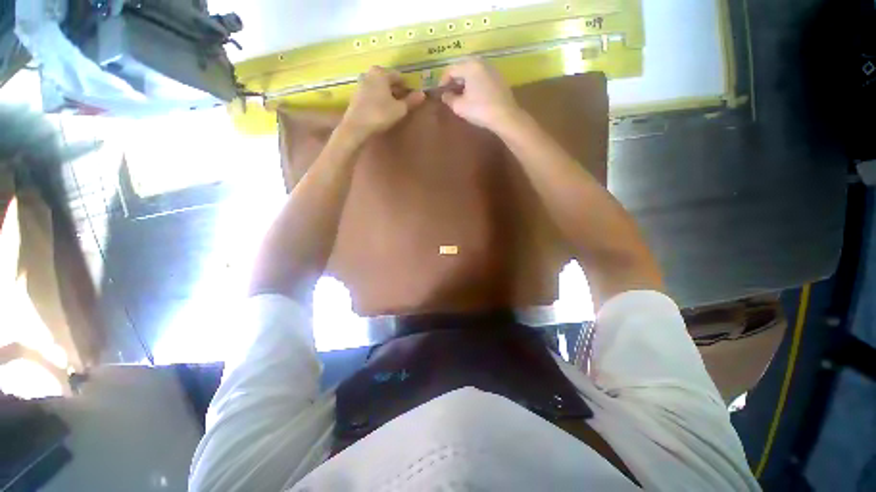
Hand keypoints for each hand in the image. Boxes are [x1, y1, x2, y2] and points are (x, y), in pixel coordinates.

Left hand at [340, 66, 424, 141]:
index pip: (399, 76)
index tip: (412, 97)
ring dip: (387, 95)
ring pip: (379, 87)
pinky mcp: (356, 95)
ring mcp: (361, 83)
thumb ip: (411, 101)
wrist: (357, 126)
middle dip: (396, 90)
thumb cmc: (380, 114)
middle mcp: (370, 73)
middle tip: (403, 103)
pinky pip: (372, 93)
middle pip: (387, 80)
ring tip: (393, 108)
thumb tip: (422, 94)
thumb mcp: (400, 109)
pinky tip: (382, 110)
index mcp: (381, 72)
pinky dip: (378, 99)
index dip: (407, 87)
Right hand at [439, 58, 520, 129]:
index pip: (451, 69)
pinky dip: (474, 83)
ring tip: (460, 95)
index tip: (440, 92)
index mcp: (470, 66)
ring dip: (464, 82)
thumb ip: (449, 99)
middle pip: (462, 68)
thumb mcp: (459, 107)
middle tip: (449, 92)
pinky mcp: (499, 78)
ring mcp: (492, 69)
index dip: (442, 81)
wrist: (505, 116)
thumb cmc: (479, 110)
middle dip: (454, 80)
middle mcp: (481, 62)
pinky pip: (482, 77)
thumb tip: (444, 95)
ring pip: (473, 72)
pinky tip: (473, 96)